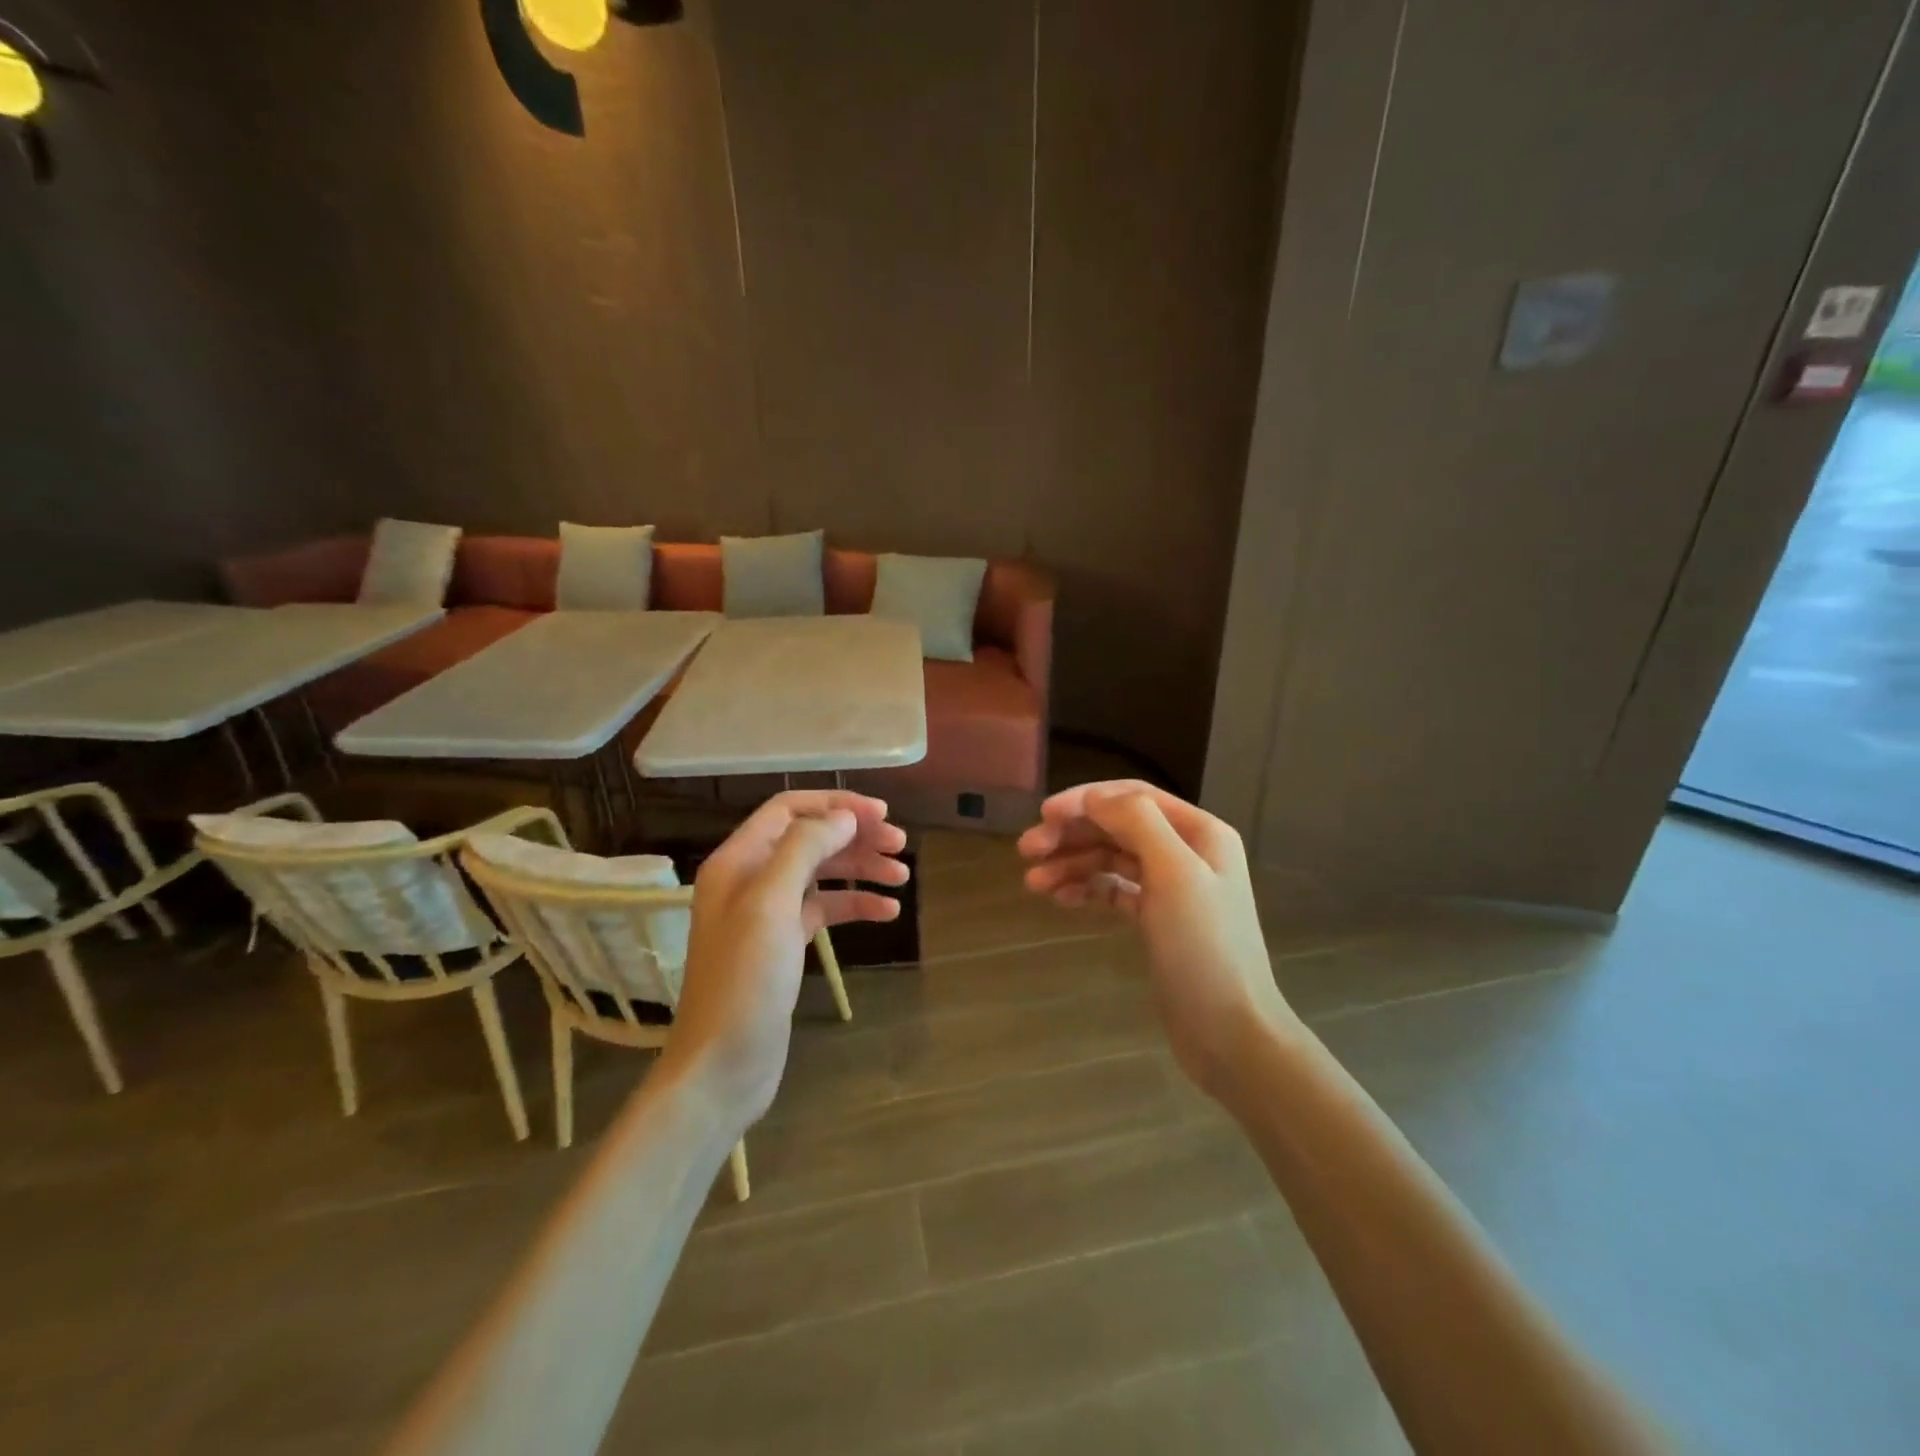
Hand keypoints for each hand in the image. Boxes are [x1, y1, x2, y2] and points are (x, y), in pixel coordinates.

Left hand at [658, 790, 907, 1131]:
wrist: (722, 1065)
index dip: (836, 805)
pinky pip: (825, 910)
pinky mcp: (784, 944)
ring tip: (903, 876)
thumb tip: (844, 817)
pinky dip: (855, 905)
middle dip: (856, 837)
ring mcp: (767, 913)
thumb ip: (805, 849)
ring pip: (821, 874)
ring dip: (861, 869)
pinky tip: (888, 912)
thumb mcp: (771, 904)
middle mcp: (751, 879)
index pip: (790, 810)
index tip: (882, 815)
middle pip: (810, 839)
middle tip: (901, 845)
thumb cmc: (744, 980)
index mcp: (738, 860)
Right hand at [1018, 781, 1295, 1101]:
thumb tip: (1093, 797)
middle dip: (1072, 834)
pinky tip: (1060, 899)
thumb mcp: (1174, 875)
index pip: (1133, 797)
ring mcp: (1172, 888)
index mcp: (1200, 832)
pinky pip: (1114, 890)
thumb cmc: (1204, 948)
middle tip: (1026, 850)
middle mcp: (1187, 852)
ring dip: (1072, 863)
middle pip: (1118, 827)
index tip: (1043, 815)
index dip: (1085, 800)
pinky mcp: (1157, 921)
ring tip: (1032, 883)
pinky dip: (1087, 889)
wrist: (1231, 1034)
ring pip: (1111, 859)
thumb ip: (1137, 823)